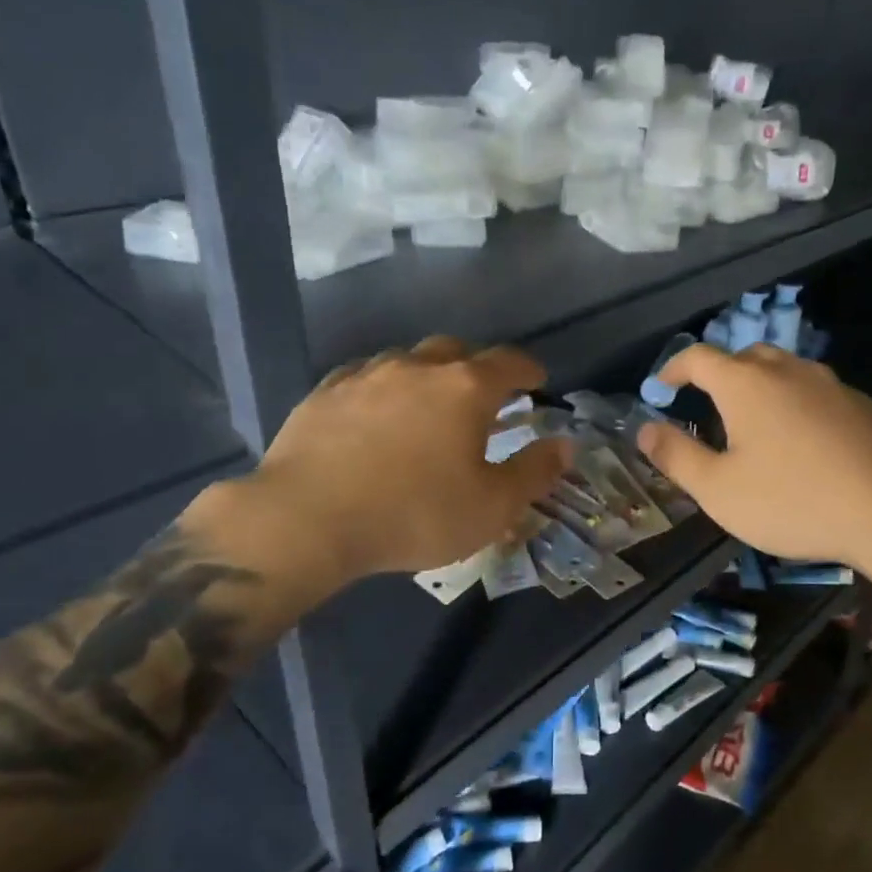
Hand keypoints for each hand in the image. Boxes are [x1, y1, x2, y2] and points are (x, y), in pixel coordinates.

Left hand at [189, 338, 571, 599]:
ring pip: (408, 360)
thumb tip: (565, 445)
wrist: (307, 519)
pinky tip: (376, 414)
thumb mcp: (491, 507)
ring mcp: (367, 374)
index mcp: (465, 388)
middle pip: (457, 351)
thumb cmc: (414, 514)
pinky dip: (383, 388)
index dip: (529, 371)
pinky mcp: (325, 392)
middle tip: (483, 397)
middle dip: (477, 368)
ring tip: (427, 406)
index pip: (509, 363)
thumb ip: (534, 472)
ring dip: (427, 376)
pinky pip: (365, 377)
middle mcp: (418, 367)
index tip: (537, 383)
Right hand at [634, 344, 871, 576]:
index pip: (698, 357)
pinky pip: (818, 394)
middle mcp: (789, 371)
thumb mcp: (718, 489)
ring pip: (786, 373)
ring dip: (762, 389)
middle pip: (745, 357)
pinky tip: (805, 445)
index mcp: (747, 384)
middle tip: (709, 407)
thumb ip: (676, 456)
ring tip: (756, 426)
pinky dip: (798, 406)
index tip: (661, 387)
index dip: (673, 369)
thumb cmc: (794, 501)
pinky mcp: (865, 406)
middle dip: (720, 375)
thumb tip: (644, 428)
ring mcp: (833, 385)